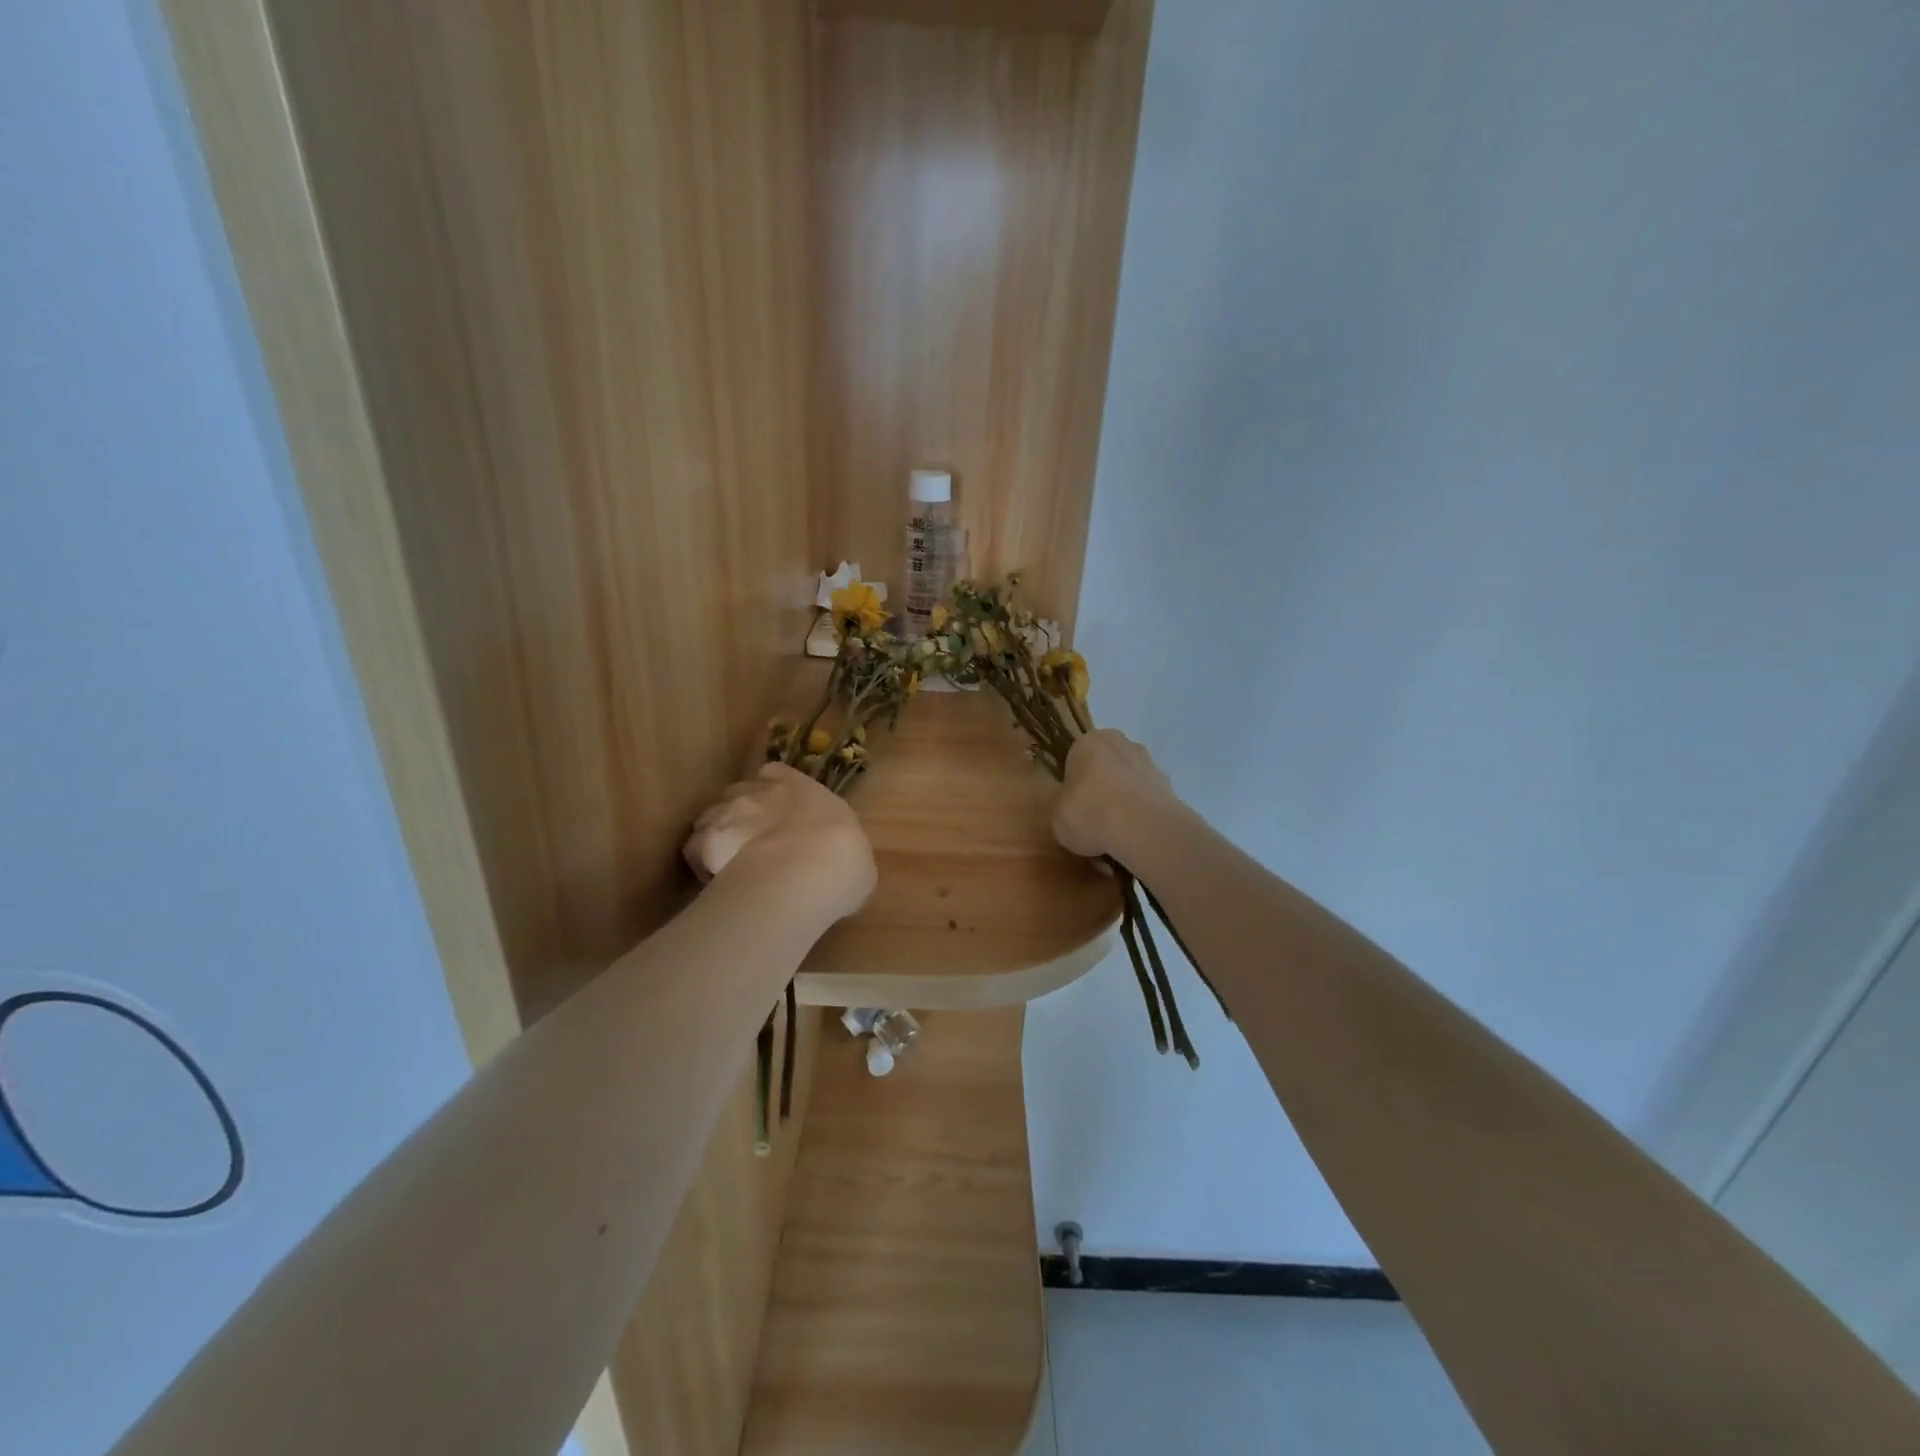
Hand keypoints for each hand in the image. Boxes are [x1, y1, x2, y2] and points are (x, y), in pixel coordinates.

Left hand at [685, 763, 876, 924]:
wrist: (807, 873)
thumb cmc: (844, 860)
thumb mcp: (854, 853)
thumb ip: (836, 847)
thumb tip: (837, 862)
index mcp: (801, 786)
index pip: (776, 774)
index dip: (773, 791)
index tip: (777, 811)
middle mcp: (759, 791)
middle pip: (740, 793)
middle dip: (743, 811)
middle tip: (753, 841)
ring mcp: (727, 812)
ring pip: (712, 815)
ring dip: (719, 832)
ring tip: (730, 862)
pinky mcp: (703, 841)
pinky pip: (695, 848)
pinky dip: (701, 861)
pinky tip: (714, 881)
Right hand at [1052, 729, 1177, 860]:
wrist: (1144, 829)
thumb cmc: (1090, 813)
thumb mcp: (1056, 816)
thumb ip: (1061, 807)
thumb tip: (1070, 810)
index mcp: (1089, 742)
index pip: (1075, 759)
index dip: (1072, 786)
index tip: (1072, 808)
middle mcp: (1122, 743)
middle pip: (1105, 769)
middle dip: (1100, 792)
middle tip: (1092, 822)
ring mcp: (1149, 764)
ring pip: (1128, 786)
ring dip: (1123, 806)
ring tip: (1114, 839)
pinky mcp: (1170, 787)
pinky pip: (1147, 802)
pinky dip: (1141, 818)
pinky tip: (1134, 841)